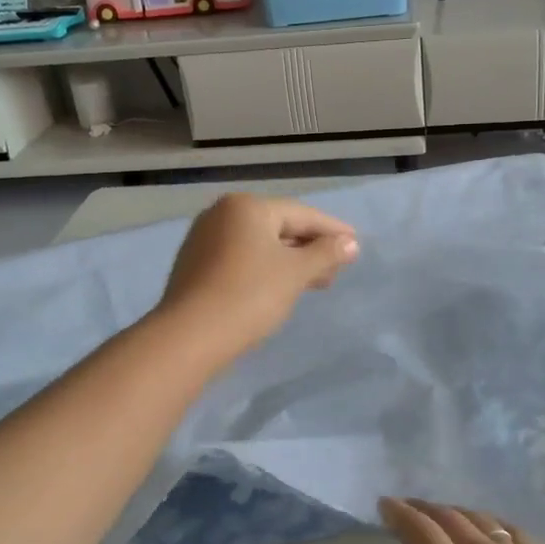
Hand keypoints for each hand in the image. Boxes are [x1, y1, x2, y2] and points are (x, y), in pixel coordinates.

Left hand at [155, 194, 358, 359]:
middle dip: (310, 248)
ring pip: (259, 245)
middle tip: (338, 268)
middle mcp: (222, 214)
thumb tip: (350, 243)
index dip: (331, 229)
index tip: (355, 243)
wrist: (189, 336)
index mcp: (246, 207)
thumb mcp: (295, 273)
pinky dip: (265, 269)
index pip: (300, 213)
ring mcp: (204, 239)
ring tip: (316, 283)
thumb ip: (325, 254)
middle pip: (278, 227)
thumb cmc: (249, 295)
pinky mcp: (195, 266)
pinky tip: (280, 288)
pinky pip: (241, 259)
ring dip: (290, 261)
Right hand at [379, 497, 544, 543]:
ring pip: (480, 519)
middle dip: (424, 510)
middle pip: (449, 518)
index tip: (384, 504)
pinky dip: (491, 522)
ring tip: (443, 516)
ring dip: (455, 512)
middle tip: (407, 508)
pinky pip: (512, 531)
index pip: (420, 532)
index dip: (399, 514)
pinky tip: (489, 528)